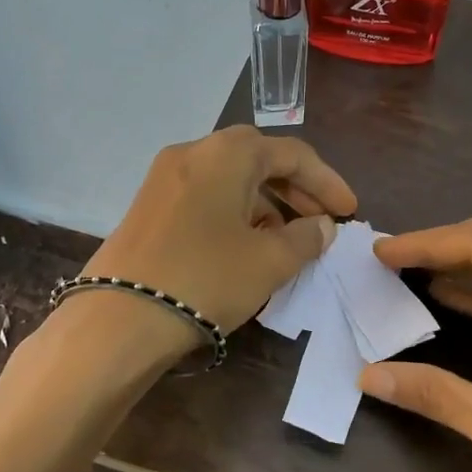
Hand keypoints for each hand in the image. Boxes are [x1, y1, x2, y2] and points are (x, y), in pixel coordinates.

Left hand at [84, 126, 356, 336]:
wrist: (121, 318)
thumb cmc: (206, 279)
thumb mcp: (269, 261)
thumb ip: (306, 238)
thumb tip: (322, 226)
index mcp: (227, 153)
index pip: (292, 154)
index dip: (327, 182)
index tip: (350, 212)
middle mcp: (194, 153)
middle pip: (258, 159)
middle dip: (296, 189)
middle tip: (321, 222)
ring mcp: (165, 178)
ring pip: (230, 179)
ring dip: (266, 203)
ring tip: (288, 240)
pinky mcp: (149, 206)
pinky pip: (206, 197)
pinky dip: (235, 213)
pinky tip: (246, 245)